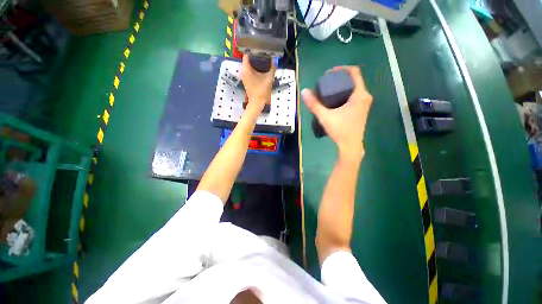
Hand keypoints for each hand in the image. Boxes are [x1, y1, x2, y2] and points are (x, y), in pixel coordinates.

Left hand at [240, 54, 275, 112]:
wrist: (257, 103)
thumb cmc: (261, 91)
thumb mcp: (269, 78)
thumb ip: (272, 68)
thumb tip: (275, 60)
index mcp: (246, 68)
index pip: (247, 53)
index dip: (253, 49)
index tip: (260, 47)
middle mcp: (242, 70)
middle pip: (248, 58)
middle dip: (255, 55)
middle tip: (263, 52)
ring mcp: (243, 75)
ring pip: (248, 64)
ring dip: (255, 61)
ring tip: (263, 58)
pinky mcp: (245, 79)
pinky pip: (249, 70)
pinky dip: (254, 67)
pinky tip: (260, 67)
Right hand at [302, 66, 372, 158]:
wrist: (350, 146)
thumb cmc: (340, 130)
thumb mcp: (325, 117)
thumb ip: (314, 104)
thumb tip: (304, 91)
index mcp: (360, 95)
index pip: (354, 72)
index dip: (341, 69)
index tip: (329, 73)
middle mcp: (365, 96)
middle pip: (353, 80)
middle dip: (339, 78)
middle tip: (326, 83)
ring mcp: (365, 103)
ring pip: (354, 88)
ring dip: (342, 86)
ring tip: (328, 91)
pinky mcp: (361, 110)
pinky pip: (354, 95)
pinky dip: (345, 93)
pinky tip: (335, 100)